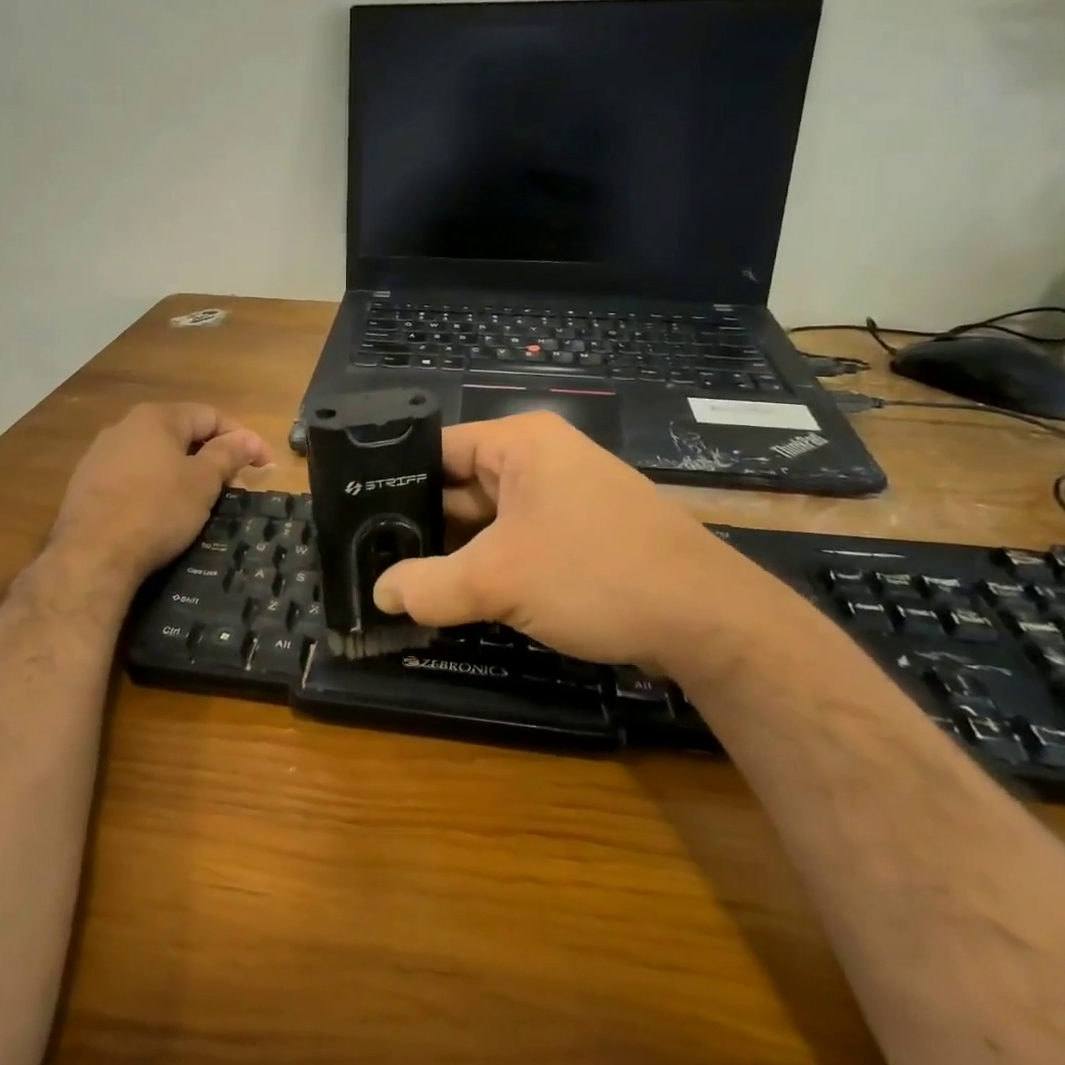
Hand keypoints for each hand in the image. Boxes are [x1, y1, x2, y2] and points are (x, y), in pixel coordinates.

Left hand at [48, 402, 271, 589]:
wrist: (91, 556)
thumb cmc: (156, 511)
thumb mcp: (202, 482)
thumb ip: (227, 454)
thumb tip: (248, 438)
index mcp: (156, 418)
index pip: (211, 416)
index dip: (243, 438)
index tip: (264, 465)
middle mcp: (125, 426)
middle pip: (182, 433)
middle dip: (215, 457)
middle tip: (237, 487)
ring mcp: (101, 455)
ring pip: (157, 455)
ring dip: (186, 472)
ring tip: (205, 500)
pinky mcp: (87, 484)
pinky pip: (135, 475)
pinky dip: (158, 486)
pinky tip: (165, 510)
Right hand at [371, 411, 799, 674]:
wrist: (709, 622)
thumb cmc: (597, 574)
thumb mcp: (499, 580)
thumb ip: (429, 586)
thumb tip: (379, 595)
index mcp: (520, 443)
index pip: (436, 449)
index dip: (393, 481)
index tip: (355, 519)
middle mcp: (539, 462)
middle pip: (458, 488)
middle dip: (420, 527)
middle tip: (370, 561)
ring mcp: (561, 500)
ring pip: (486, 522)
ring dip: (453, 555)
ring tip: (399, 584)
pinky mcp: (577, 537)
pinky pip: (515, 544)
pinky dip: (486, 569)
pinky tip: (452, 599)